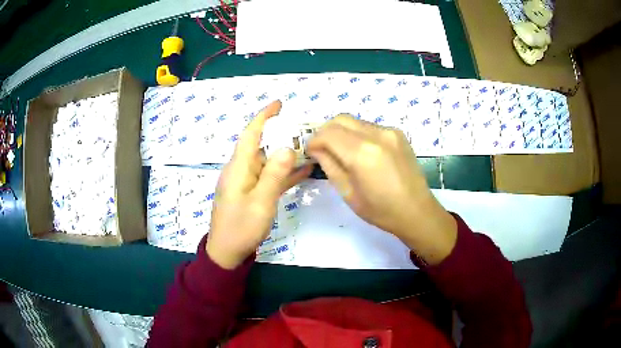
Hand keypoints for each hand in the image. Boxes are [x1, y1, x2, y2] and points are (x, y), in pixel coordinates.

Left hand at [206, 101, 312, 268]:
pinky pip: (269, 176)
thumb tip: (287, 147)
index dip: (264, 116)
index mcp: (239, 167)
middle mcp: (241, 170)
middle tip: (303, 128)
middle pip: (261, 145)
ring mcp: (247, 182)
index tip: (279, 104)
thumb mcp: (261, 202)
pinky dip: (284, 172)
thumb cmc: (241, 228)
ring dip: (286, 153)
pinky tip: (304, 169)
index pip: (251, 134)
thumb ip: (274, 174)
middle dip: (280, 133)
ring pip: (268, 160)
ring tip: (308, 146)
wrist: (227, 252)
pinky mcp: (252, 192)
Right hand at [307, 115, 456, 264]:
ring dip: (342, 132)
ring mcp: (390, 131)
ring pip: (354, 121)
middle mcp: (377, 135)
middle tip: (322, 149)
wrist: (416, 211)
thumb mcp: (348, 193)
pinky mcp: (398, 133)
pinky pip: (369, 126)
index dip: (314, 141)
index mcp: (363, 154)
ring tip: (342, 152)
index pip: (328, 133)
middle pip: (340, 119)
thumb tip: (316, 149)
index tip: (310, 152)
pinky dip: (358, 134)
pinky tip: (362, 152)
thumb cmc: (380, 210)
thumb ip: (330, 165)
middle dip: (326, 132)